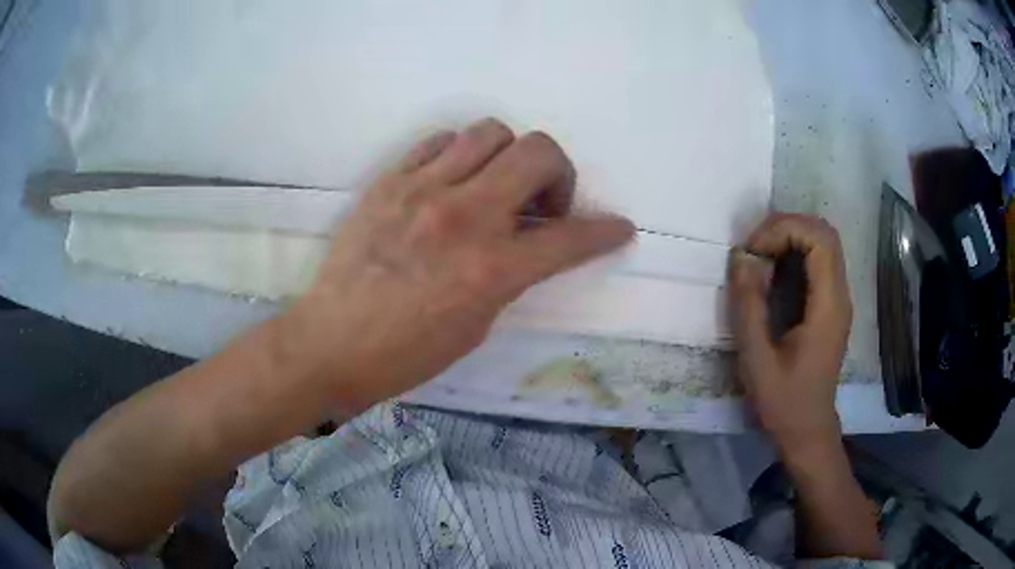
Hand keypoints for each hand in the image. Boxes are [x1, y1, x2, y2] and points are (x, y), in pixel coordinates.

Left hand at [282, 118, 634, 410]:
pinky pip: (439, 141)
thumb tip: (529, 242)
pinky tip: (452, 180)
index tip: (618, 228)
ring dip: (509, 156)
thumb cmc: (406, 352)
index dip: (605, 232)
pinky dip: (459, 154)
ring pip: (490, 132)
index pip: (570, 239)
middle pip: (538, 152)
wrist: (332, 342)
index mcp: (491, 270)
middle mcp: (463, 217)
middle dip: (559, 174)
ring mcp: (422, 190)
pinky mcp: (389, 180)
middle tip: (543, 203)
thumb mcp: (476, 325)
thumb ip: (510, 274)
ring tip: (495, 185)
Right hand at [729, 213, 851, 454]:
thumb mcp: (757, 360)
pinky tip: (771, 272)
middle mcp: (840, 295)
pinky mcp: (831, 305)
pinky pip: (818, 260)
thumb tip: (741, 257)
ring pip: (822, 242)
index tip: (753, 252)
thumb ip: (748, 307)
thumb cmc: (784, 402)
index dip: (784, 230)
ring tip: (759, 256)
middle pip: (824, 232)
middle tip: (753, 248)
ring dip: (789, 237)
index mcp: (829, 306)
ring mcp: (838, 299)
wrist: (808, 429)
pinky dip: (793, 252)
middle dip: (786, 227)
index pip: (820, 239)